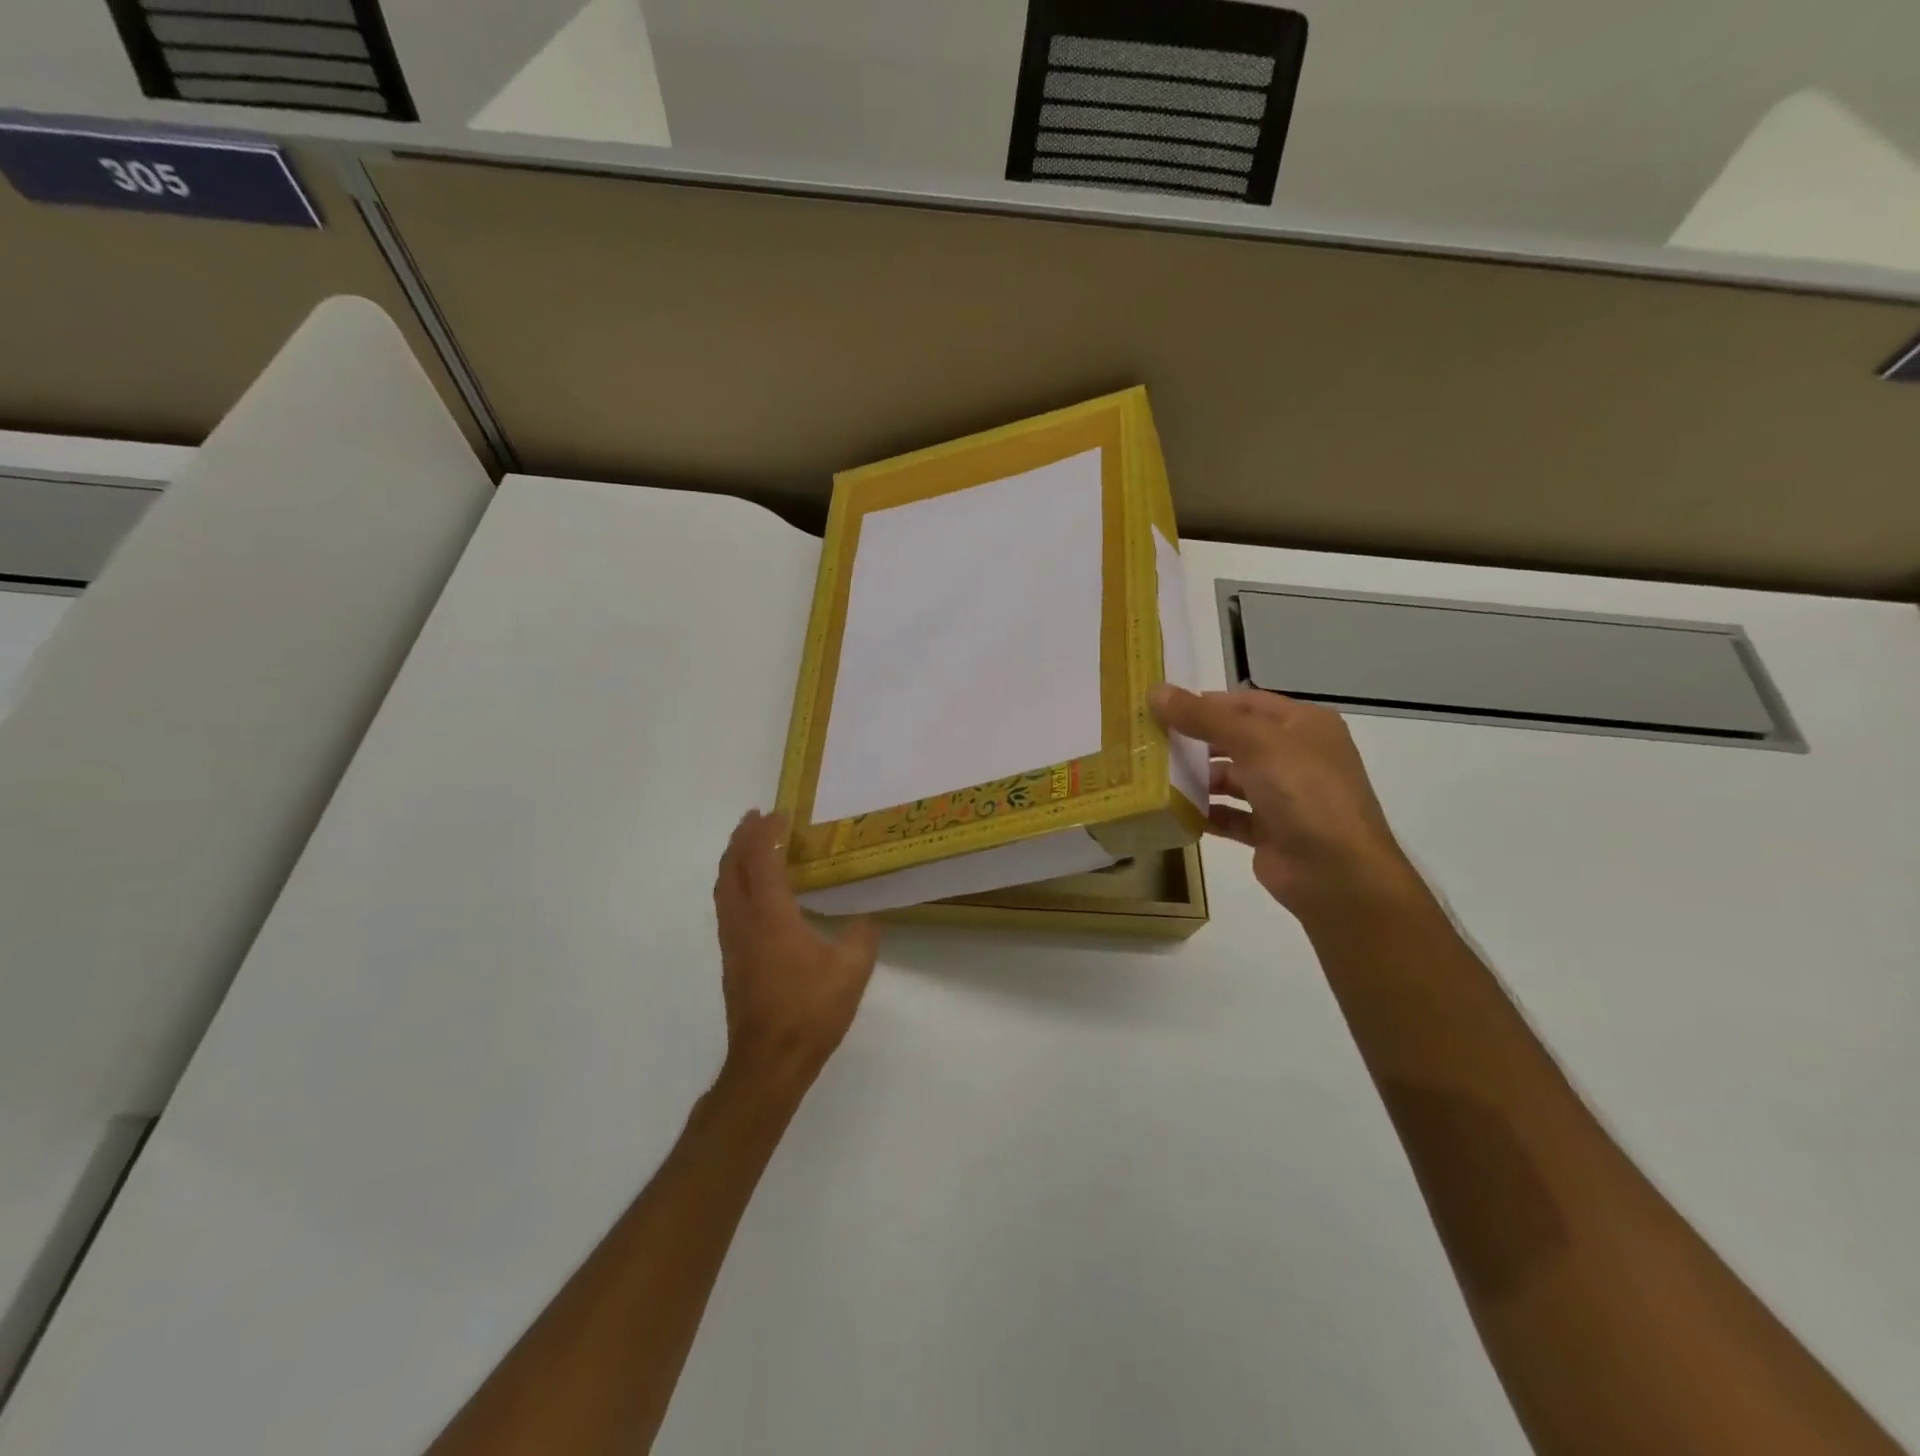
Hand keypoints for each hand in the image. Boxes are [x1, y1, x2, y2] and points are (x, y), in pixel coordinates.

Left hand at [712, 810, 880, 1098]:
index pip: (761, 861)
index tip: (779, 813)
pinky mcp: (732, 961)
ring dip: (732, 861)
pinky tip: (753, 894)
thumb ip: (861, 937)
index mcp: (771, 916)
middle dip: (740, 839)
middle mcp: (744, 923)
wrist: (768, 1063)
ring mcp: (733, 943)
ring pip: (723, 889)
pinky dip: (734, 885)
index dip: (766, 834)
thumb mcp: (851, 971)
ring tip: (748, 846)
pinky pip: (727, 908)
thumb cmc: (810, 1011)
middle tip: (755, 818)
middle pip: (731, 869)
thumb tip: (865, 922)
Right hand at [1151, 685, 1420, 916]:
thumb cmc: (1303, 792)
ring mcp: (1284, 796)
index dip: (1205, 703)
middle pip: (1236, 739)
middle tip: (1150, 743)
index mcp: (1303, 725)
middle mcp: (1296, 756)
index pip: (1246, 703)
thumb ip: (1203, 717)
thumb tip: (1155, 691)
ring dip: (1198, 778)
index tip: (1160, 709)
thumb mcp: (1254, 743)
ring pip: (1232, 779)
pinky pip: (1231, 815)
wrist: (1338, 874)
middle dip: (1196, 741)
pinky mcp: (1270, 832)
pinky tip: (1176, 811)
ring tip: (1156, 777)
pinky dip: (1206, 812)